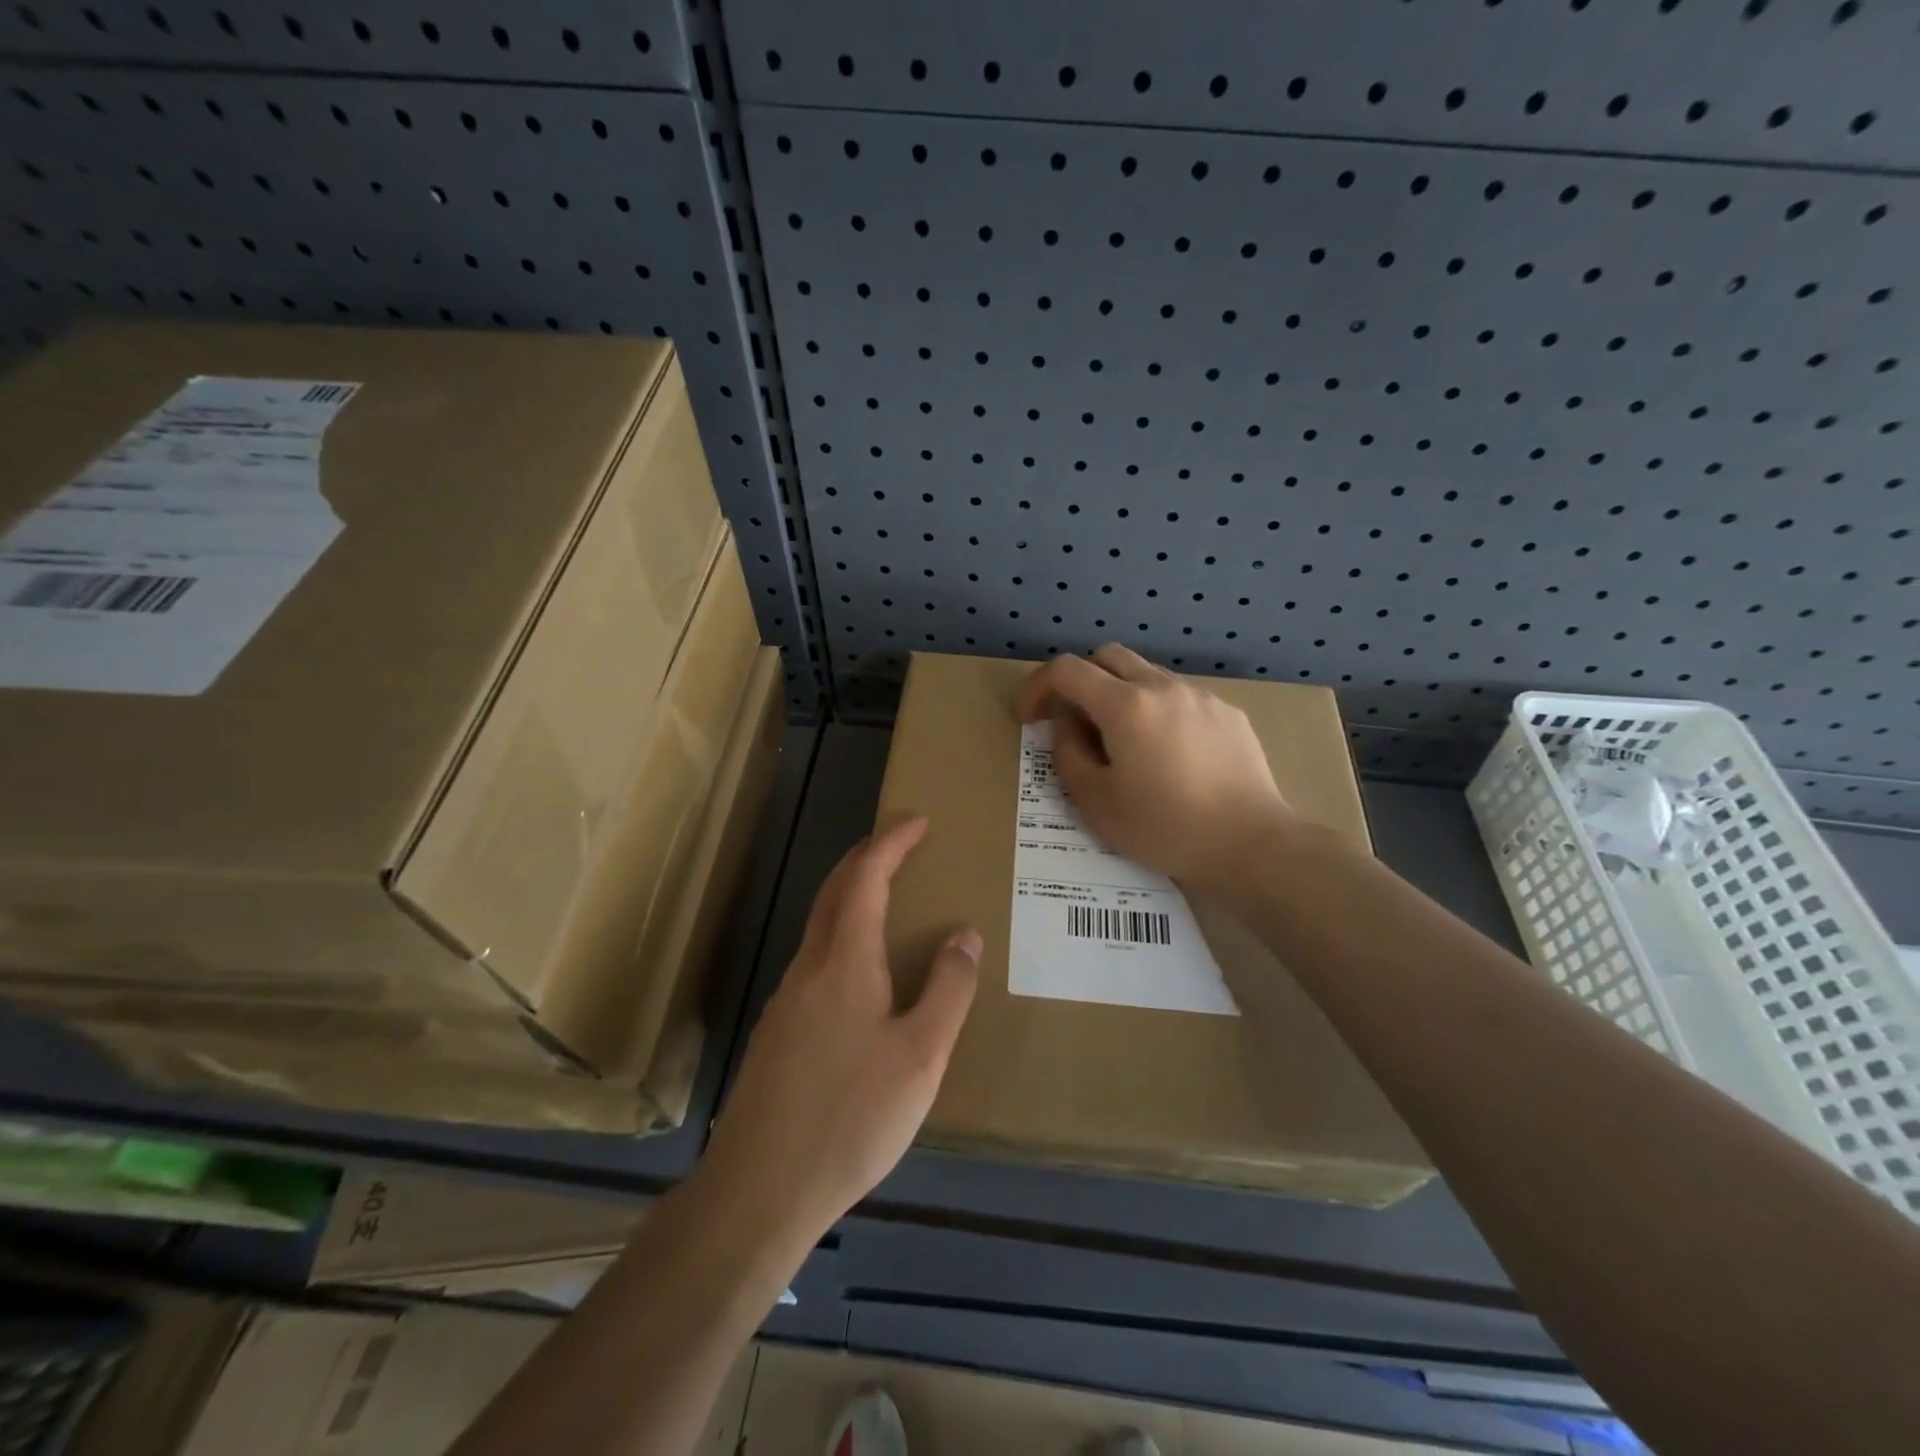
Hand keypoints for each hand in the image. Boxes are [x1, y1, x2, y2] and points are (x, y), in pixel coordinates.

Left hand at [697, 818, 979, 1251]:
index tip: (918, 820)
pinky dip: (843, 933)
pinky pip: (816, 958)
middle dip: (867, 856)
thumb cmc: (850, 1118)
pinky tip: (861, 971)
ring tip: (888, 896)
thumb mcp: (921, 1056)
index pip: (866, 877)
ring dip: (852, 894)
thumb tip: (963, 935)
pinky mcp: (778, 1031)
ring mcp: (787, 999)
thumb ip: (947, 990)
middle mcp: (809, 967)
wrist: (758, 1190)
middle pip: (835, 891)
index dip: (891, 842)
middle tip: (902, 843)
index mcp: (844, 961)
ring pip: (821, 925)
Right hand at [1017, 644, 1295, 891]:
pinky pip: (1179, 698)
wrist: (1250, 845)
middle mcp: (1163, 687)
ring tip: (1124, 744)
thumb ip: (1068, 753)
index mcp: (1126, 705)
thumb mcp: (1096, 802)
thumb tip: (1065, 725)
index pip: (1066, 670)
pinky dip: (1158, 712)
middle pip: (1107, 657)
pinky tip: (1169, 756)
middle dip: (1080, 682)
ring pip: (1146, 674)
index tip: (1029, 718)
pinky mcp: (1228, 714)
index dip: (1037, 687)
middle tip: (1075, 725)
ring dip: (1120, 695)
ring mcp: (1201, 697)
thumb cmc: (1164, 827)